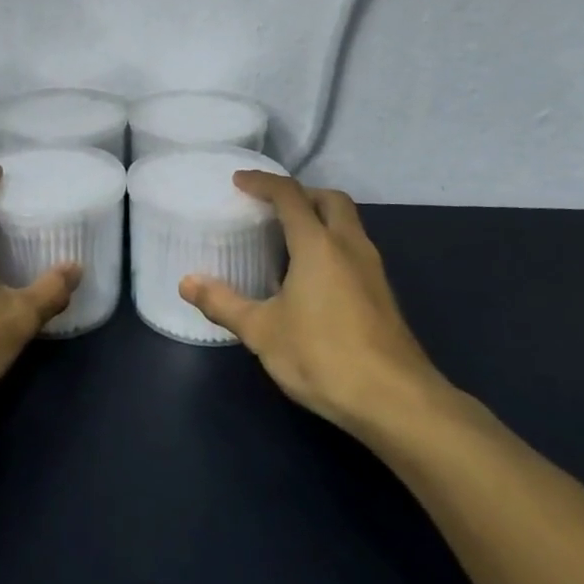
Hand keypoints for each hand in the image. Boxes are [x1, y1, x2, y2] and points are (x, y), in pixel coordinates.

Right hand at [179, 173, 448, 436]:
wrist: (396, 401)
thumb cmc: (323, 356)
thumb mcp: (262, 332)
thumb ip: (223, 303)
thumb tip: (187, 282)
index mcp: (318, 245)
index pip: (290, 195)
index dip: (263, 182)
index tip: (239, 182)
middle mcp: (350, 246)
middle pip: (330, 199)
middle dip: (301, 194)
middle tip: (271, 208)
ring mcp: (373, 270)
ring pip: (348, 224)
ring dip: (320, 219)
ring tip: (287, 241)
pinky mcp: (383, 295)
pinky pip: (354, 250)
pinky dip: (332, 245)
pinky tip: (312, 278)